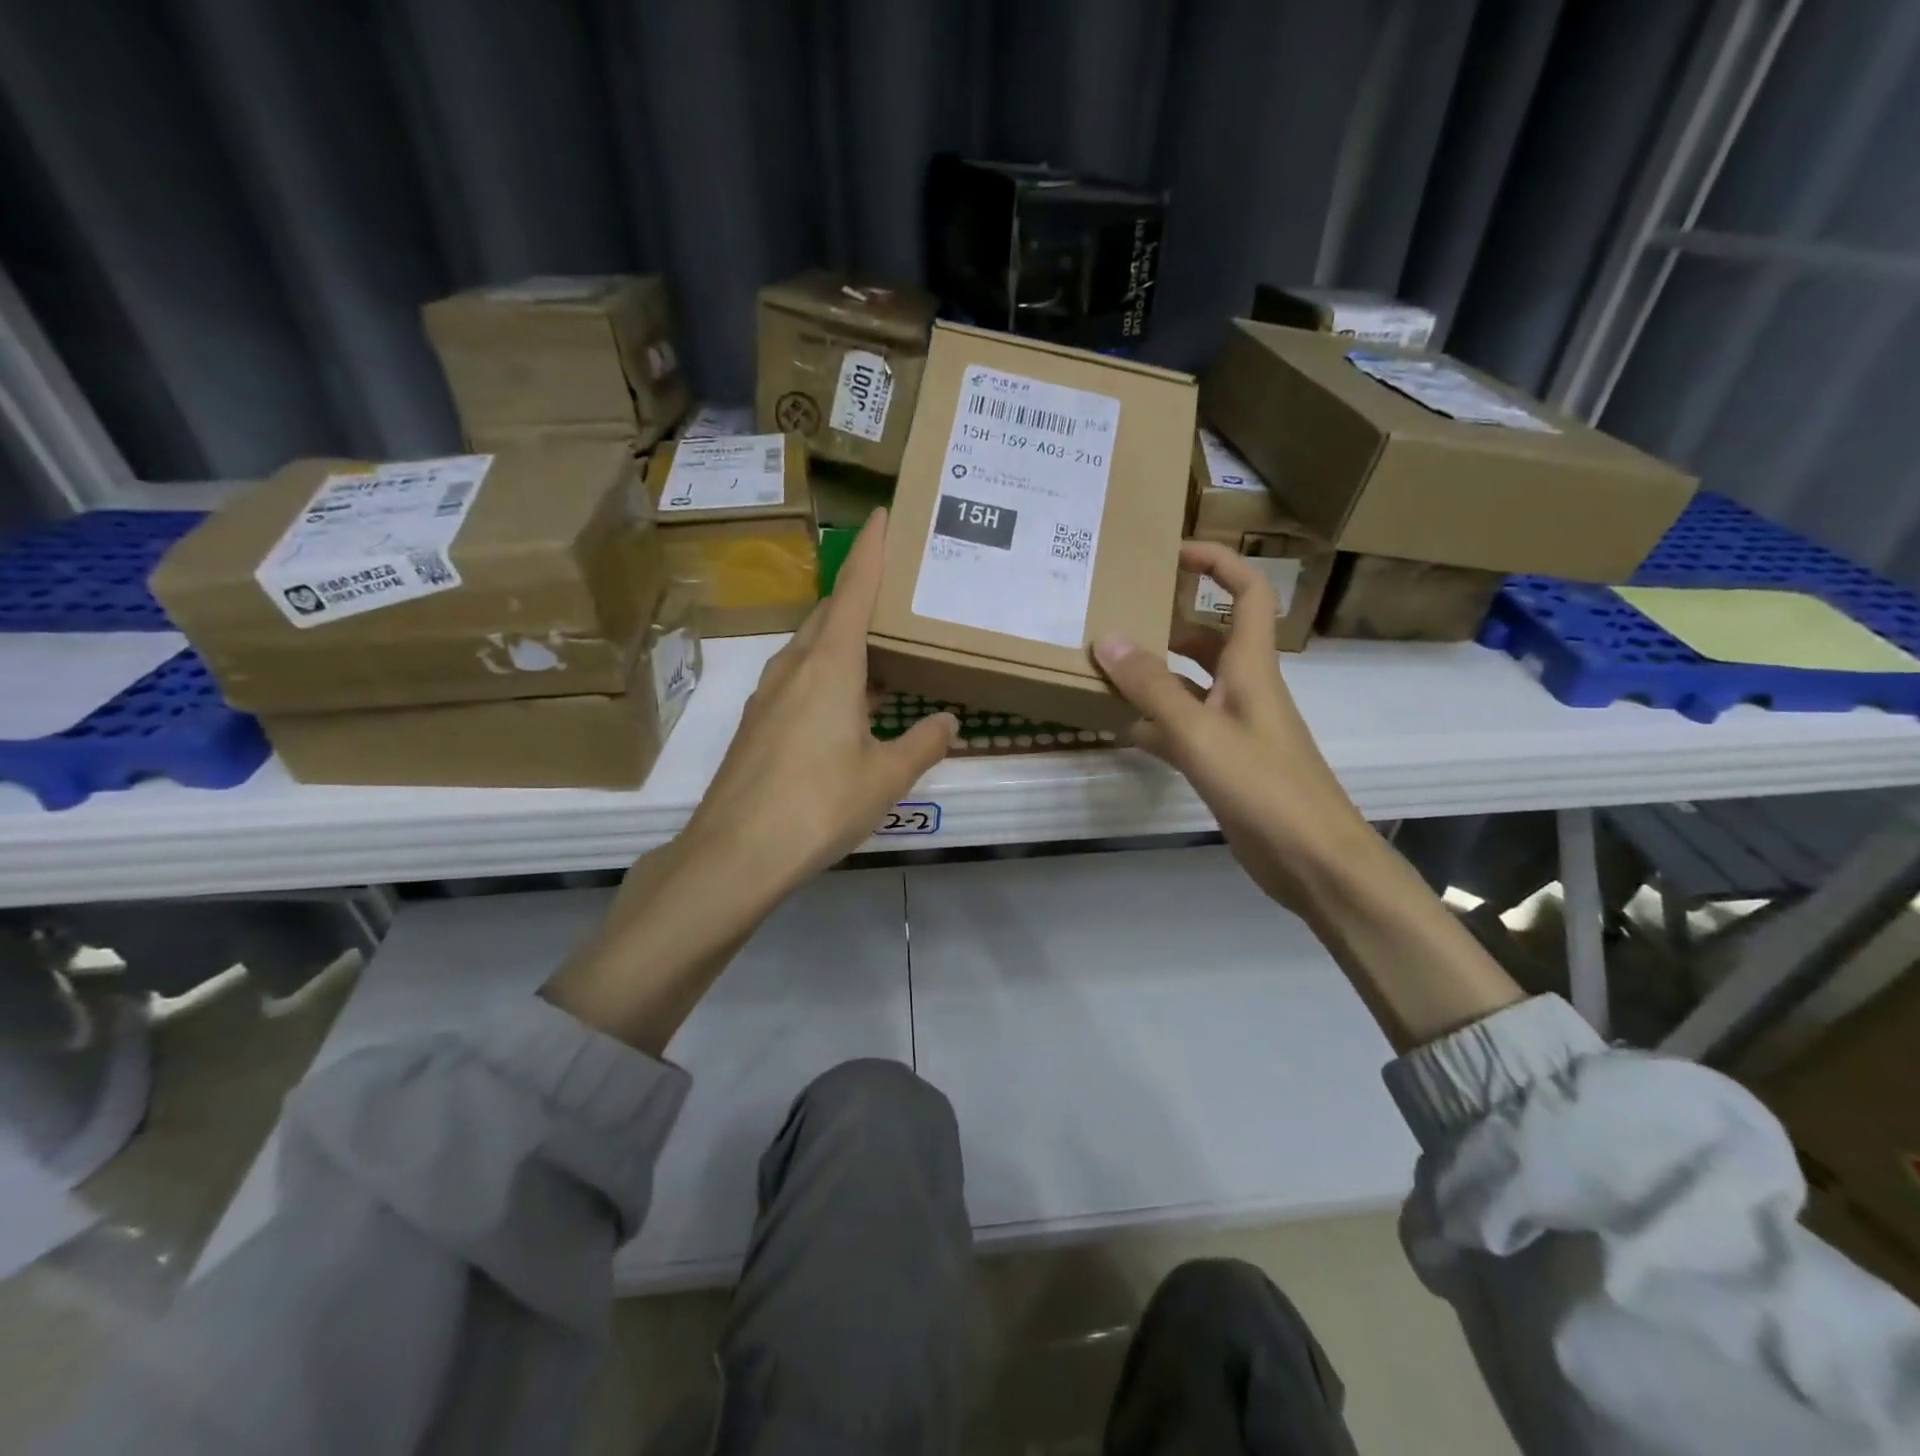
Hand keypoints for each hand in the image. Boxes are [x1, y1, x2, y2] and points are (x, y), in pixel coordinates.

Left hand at [682, 506, 958, 892]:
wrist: (736, 853)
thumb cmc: (819, 805)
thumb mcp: (885, 777)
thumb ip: (922, 744)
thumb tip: (950, 721)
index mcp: (831, 665)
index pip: (854, 590)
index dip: (871, 549)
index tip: (882, 513)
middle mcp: (796, 667)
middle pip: (832, 614)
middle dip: (862, 596)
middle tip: (899, 594)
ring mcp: (770, 695)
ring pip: (814, 648)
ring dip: (846, 639)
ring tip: (882, 648)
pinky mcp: (758, 723)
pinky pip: (800, 678)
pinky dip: (829, 673)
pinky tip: (848, 703)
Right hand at [1093, 541, 1372, 912]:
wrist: (1312, 860)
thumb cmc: (1264, 786)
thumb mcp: (1200, 732)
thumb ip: (1152, 687)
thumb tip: (1108, 638)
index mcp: (1252, 667)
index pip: (1247, 593)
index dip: (1217, 563)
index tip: (1172, 551)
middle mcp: (1245, 689)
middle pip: (1208, 638)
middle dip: (1168, 622)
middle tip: (1118, 617)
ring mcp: (1235, 727)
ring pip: (1190, 686)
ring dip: (1154, 676)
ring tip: (1105, 671)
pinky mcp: (1226, 762)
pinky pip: (1184, 729)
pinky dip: (1155, 724)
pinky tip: (1122, 730)